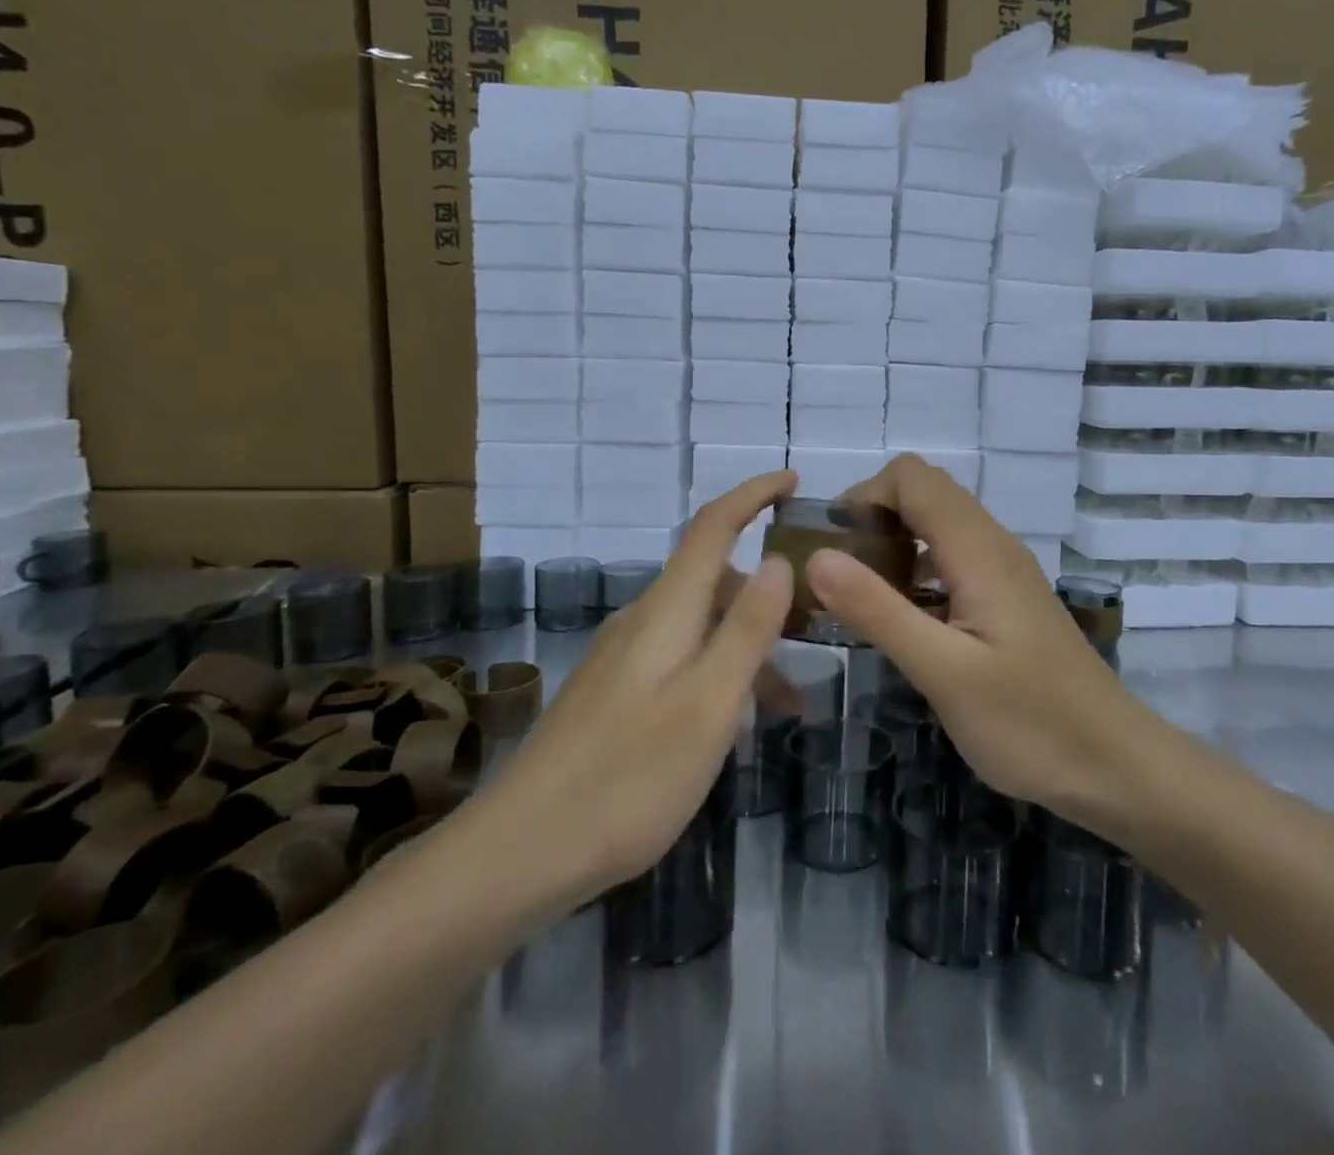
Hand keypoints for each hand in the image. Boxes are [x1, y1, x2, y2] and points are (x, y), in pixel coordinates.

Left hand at [485, 472, 796, 902]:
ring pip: (699, 627)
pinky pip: (679, 661)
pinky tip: (730, 727)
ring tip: (788, 706)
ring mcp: (621, 659)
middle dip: (765, 592)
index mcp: (666, 612)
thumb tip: (779, 560)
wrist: (518, 853)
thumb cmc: (628, 778)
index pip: (713, 527)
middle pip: (711, 578)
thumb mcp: (709, 705)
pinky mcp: (612, 695)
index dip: (752, 495)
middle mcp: (641, 622)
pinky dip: (717, 675)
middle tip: (815, 628)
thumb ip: (747, 629)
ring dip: (746, 647)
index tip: (793, 479)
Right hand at [803, 454, 1148, 825]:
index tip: (833, 546)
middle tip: (841, 573)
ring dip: (895, 539)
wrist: (1114, 765)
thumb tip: (816, 556)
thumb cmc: (1029, 722)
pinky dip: (918, 565)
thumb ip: (878, 610)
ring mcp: (1005, 570)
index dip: (864, 496)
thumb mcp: (942, 672)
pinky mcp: (1008, 597)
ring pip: (940, 522)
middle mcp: (994, 545)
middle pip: (926, 491)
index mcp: (978, 550)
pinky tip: (906, 616)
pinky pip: (954, 555)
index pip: (912, 478)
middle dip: (874, 515)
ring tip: (862, 593)